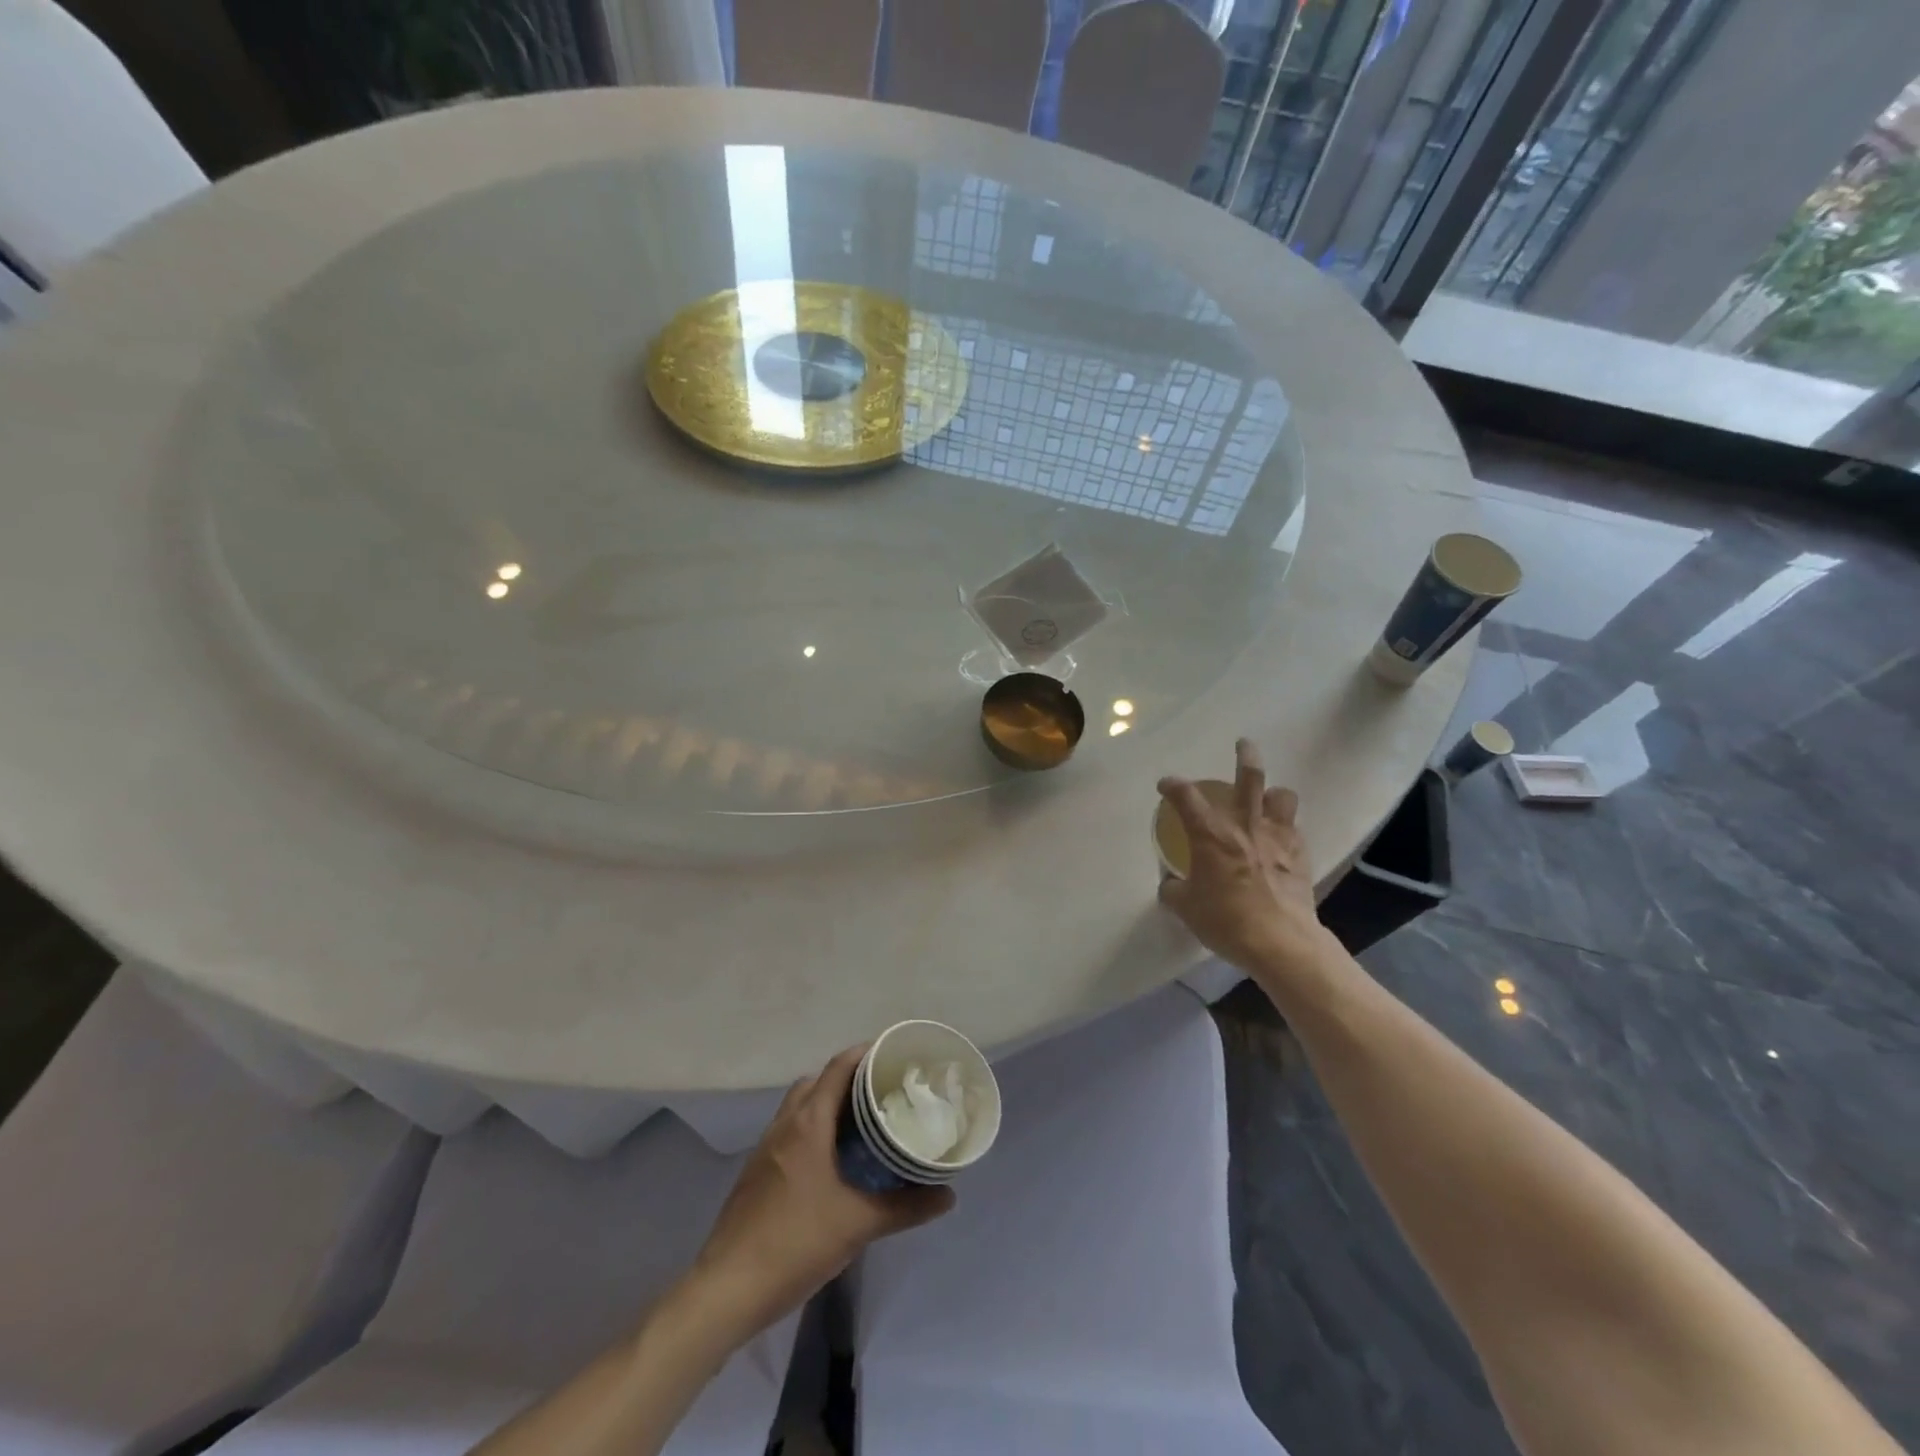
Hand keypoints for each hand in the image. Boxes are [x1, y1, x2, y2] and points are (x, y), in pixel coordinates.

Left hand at [688, 1045, 953, 1339]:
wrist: (728, 1289)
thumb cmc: (796, 1243)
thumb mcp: (859, 1225)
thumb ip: (906, 1206)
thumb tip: (948, 1195)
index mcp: (808, 1123)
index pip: (838, 1067)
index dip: (865, 1054)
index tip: (894, 1056)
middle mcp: (785, 1124)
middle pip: (818, 1081)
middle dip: (849, 1079)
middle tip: (882, 1092)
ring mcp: (766, 1148)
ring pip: (800, 1107)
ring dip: (828, 1104)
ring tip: (862, 1124)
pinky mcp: (756, 1171)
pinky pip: (789, 1131)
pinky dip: (812, 1129)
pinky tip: (832, 1161)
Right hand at [1157, 738, 1342, 997]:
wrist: (1280, 943)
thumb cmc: (1226, 921)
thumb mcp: (1185, 908)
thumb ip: (1174, 889)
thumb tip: (1171, 883)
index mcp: (1210, 835)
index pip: (1186, 796)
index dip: (1172, 785)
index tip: (1166, 785)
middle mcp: (1244, 826)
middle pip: (1249, 777)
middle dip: (1245, 756)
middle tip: (1243, 744)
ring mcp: (1277, 838)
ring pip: (1282, 797)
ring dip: (1274, 793)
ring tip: (1268, 798)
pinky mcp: (1299, 856)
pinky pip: (1294, 829)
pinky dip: (1285, 828)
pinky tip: (1279, 839)